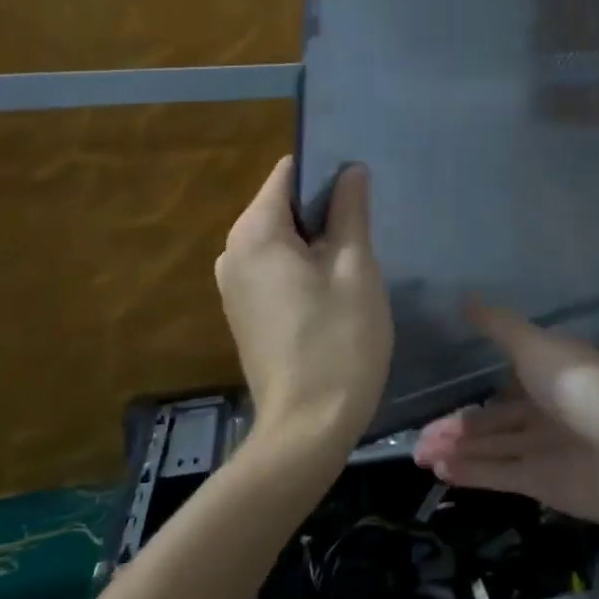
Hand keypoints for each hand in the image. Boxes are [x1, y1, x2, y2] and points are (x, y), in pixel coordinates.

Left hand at [216, 158, 391, 456]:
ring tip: (355, 259)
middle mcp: (233, 252)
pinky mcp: (242, 314)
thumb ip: (350, 211)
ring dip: (315, 241)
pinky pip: (273, 269)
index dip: (325, 170)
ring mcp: (233, 286)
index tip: (360, 186)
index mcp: (255, 233)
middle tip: (366, 227)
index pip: (287, 173)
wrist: (307, 428)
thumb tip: (350, 170)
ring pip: (280, 240)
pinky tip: (333, 291)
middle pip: (281, 206)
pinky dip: (301, 267)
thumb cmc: (338, 341)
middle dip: (323, 209)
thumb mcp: (354, 268)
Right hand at [411, 301, 598, 529]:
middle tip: (416, 442)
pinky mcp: (545, 484)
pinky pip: (501, 474)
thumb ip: (499, 327)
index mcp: (548, 374)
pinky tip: (441, 472)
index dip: (468, 390)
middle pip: (492, 421)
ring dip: (457, 451)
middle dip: (455, 429)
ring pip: (492, 448)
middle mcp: (546, 410)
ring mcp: (546, 449)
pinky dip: (472, 472)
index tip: (433, 396)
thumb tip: (465, 297)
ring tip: (419, 455)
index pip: (501, 383)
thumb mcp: (536, 347)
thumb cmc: (583, 389)